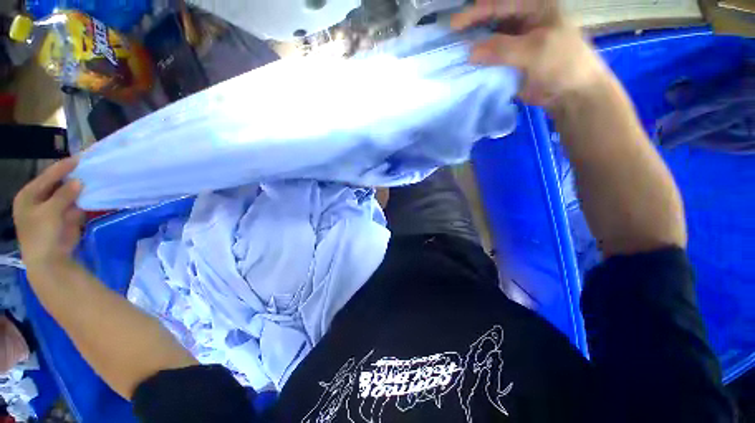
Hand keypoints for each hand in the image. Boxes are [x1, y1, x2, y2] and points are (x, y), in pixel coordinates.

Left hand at [13, 157, 84, 274]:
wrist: (50, 260)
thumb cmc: (42, 234)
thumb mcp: (50, 212)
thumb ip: (64, 195)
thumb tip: (79, 181)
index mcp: (28, 196)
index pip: (47, 177)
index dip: (62, 168)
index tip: (79, 158)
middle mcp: (39, 200)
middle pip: (56, 184)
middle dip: (71, 177)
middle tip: (86, 167)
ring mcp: (52, 209)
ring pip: (67, 194)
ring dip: (78, 188)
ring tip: (92, 178)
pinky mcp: (64, 218)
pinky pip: (75, 205)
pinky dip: (83, 200)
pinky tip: (92, 194)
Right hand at [451, 0, 610, 108]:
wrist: (569, 93)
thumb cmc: (561, 63)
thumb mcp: (535, 50)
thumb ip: (502, 48)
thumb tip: (470, 52)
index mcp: (534, 7)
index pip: (500, 3)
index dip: (477, 12)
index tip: (455, 24)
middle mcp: (522, 21)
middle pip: (492, 19)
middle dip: (472, 27)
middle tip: (451, 37)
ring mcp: (514, 41)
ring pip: (489, 39)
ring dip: (473, 45)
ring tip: (455, 52)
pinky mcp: (508, 60)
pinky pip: (489, 58)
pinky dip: (478, 61)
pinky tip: (466, 65)